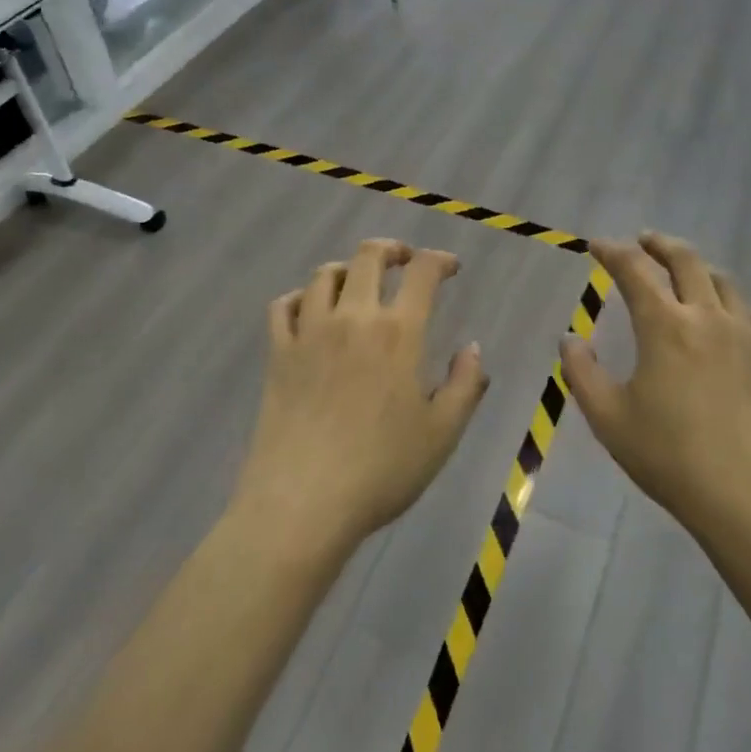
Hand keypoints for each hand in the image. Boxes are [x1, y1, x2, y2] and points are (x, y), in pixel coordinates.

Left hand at [234, 239, 490, 551]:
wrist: (304, 502)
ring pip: (325, 274)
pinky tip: (311, 310)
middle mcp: (353, 318)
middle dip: (392, 249)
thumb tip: (472, 348)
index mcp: (399, 333)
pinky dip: (300, 297)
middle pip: (369, 256)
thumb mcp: (443, 434)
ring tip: (359, 282)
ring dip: (348, 268)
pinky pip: (284, 305)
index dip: (440, 260)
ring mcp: (309, 332)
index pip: (423, 272)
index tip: (450, 268)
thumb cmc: (382, 470)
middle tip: (405, 261)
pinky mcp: (278, 353)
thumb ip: (465, 384)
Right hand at [560, 233, 750, 536]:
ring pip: (723, 282)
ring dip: (698, 268)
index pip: (634, 271)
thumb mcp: (608, 417)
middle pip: (686, 260)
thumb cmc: (668, 454)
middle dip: (660, 245)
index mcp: (664, 325)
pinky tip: (729, 316)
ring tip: (683, 272)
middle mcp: (705, 317)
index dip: (612, 252)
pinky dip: (736, 305)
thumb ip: (582, 372)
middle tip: (643, 241)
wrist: (746, 493)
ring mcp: (743, 335)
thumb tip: (570, 338)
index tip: (597, 246)